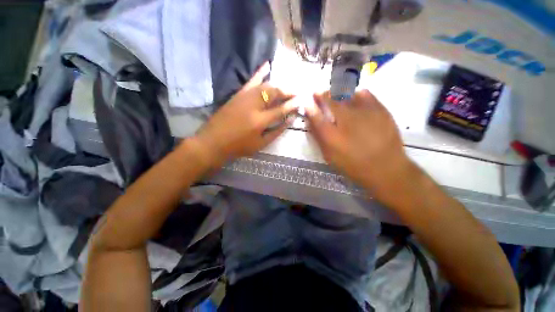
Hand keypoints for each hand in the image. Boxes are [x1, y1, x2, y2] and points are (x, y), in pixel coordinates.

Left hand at [194, 63, 298, 166]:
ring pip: (265, 85)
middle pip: (274, 93)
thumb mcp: (260, 144)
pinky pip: (251, 81)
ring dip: (279, 84)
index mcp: (260, 121)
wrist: (213, 141)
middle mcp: (254, 106)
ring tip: (288, 86)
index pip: (281, 110)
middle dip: (288, 91)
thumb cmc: (238, 146)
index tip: (301, 101)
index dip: (292, 105)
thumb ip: (276, 132)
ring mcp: (245, 97)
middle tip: (297, 92)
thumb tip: (289, 121)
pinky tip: (268, 65)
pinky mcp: (238, 94)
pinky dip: (260, 72)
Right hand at [305, 89, 410, 192]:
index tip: (307, 100)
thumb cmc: (353, 164)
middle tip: (318, 92)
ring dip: (337, 91)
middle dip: (322, 94)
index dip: (310, 106)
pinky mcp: (380, 109)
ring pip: (347, 93)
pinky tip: (354, 97)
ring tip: (335, 93)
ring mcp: (365, 112)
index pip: (316, 115)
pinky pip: (364, 93)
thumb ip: (319, 138)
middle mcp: (346, 120)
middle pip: (330, 99)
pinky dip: (355, 93)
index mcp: (332, 135)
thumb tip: (311, 121)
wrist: (386, 168)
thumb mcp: (331, 156)